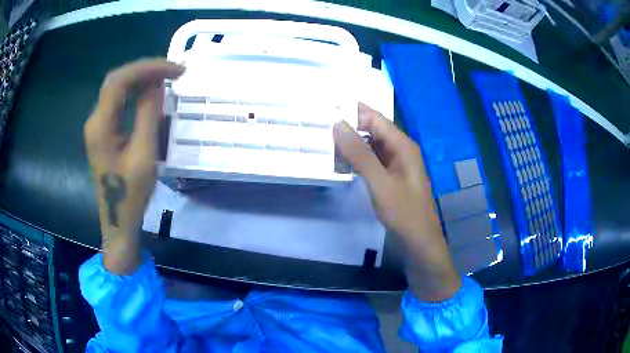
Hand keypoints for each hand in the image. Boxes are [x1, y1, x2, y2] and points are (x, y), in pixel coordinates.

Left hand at [84, 59, 184, 273]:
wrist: (118, 220)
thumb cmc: (131, 194)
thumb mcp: (143, 155)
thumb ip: (148, 115)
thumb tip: (157, 83)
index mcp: (100, 126)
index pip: (119, 81)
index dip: (148, 68)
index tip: (175, 70)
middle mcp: (95, 120)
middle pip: (116, 80)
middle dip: (145, 70)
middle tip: (173, 71)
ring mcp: (98, 125)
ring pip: (117, 88)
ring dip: (142, 78)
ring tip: (167, 78)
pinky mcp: (104, 131)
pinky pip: (119, 101)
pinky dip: (136, 92)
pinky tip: (151, 93)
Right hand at [333, 103, 460, 301]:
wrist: (419, 241)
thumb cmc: (404, 212)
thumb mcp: (380, 182)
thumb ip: (359, 154)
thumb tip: (338, 124)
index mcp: (402, 145)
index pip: (375, 118)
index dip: (353, 113)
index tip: (326, 111)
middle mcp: (400, 149)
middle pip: (372, 130)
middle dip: (349, 128)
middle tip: (320, 128)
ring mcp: (396, 163)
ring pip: (370, 145)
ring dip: (350, 144)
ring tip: (324, 144)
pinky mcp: (391, 176)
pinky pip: (371, 160)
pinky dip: (356, 159)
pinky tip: (340, 163)